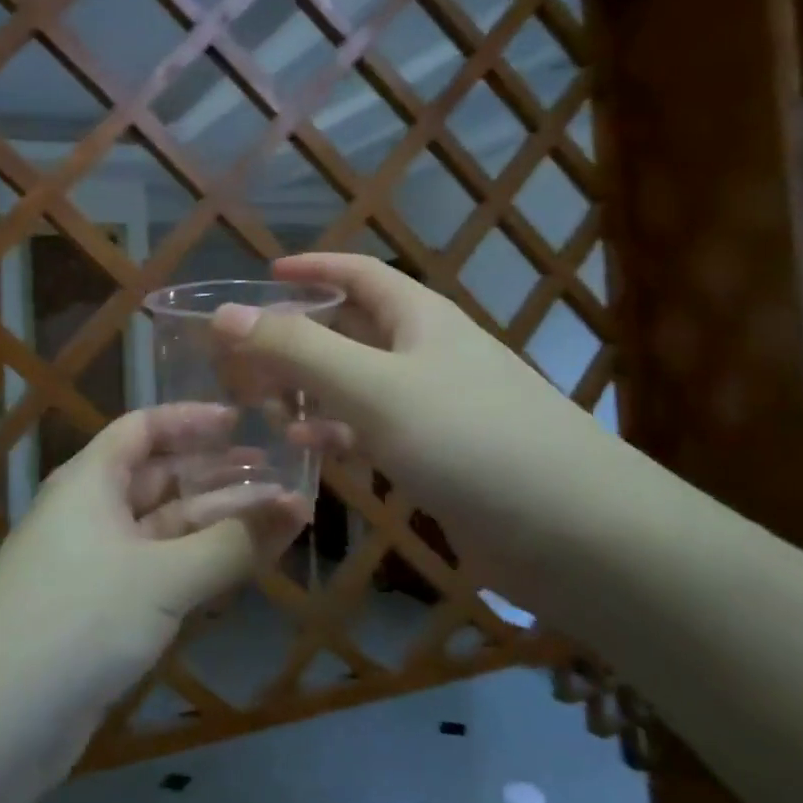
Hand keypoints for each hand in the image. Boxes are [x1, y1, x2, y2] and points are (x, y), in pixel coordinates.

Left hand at [0, 404, 310, 781]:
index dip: (192, 420)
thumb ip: (233, 543)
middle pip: (161, 478)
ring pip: (165, 528)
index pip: (143, 428)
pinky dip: (198, 565)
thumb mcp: (164, 578)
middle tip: (280, 476)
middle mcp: (90, 512)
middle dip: (218, 476)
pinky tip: (240, 568)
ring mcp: (94, 563)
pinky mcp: (100, 610)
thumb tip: (296, 507)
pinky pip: (159, 570)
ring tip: (281, 520)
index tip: (243, 422)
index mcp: (90, 481)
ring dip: (218, 524)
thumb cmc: (78, 621)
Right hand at [213, 253, 620, 601]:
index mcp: (420, 318)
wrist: (576, 534)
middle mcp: (428, 354)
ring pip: (358, 385)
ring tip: (259, 404)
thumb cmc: (470, 438)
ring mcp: (435, 408)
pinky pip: (374, 432)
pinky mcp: (439, 458)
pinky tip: (306, 450)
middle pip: (352, 329)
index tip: (263, 275)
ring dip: (310, 389)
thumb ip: (298, 350)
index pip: (358, 273)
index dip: (311, 268)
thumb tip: (226, 314)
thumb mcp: (374, 387)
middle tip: (242, 354)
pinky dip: (337, 434)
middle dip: (298, 335)